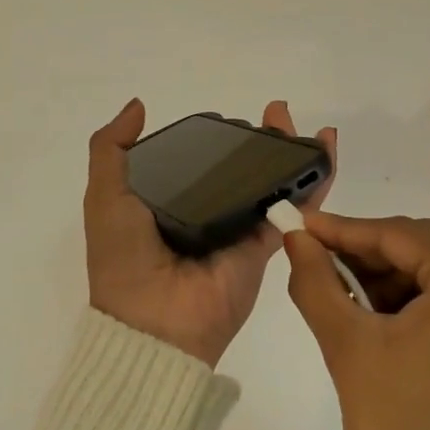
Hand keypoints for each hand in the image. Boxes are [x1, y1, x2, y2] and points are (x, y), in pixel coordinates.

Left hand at [85, 98, 335, 367]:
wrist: (154, 325)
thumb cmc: (124, 257)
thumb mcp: (104, 197)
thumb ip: (112, 150)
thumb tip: (138, 104)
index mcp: (166, 201)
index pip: (196, 161)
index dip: (213, 137)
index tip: (226, 116)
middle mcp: (204, 212)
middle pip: (239, 167)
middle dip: (259, 139)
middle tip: (276, 111)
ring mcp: (236, 228)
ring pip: (270, 182)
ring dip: (290, 152)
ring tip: (305, 125)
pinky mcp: (263, 245)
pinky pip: (292, 207)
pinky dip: (314, 181)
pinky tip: (325, 151)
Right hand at [284, 212, 429, 429]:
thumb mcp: (347, 346)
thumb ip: (315, 279)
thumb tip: (294, 236)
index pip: (401, 235)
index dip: (344, 229)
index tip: (299, 227)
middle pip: (426, 252)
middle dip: (366, 255)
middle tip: (313, 260)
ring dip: (390, 281)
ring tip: (338, 293)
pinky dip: (418, 307)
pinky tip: (376, 318)